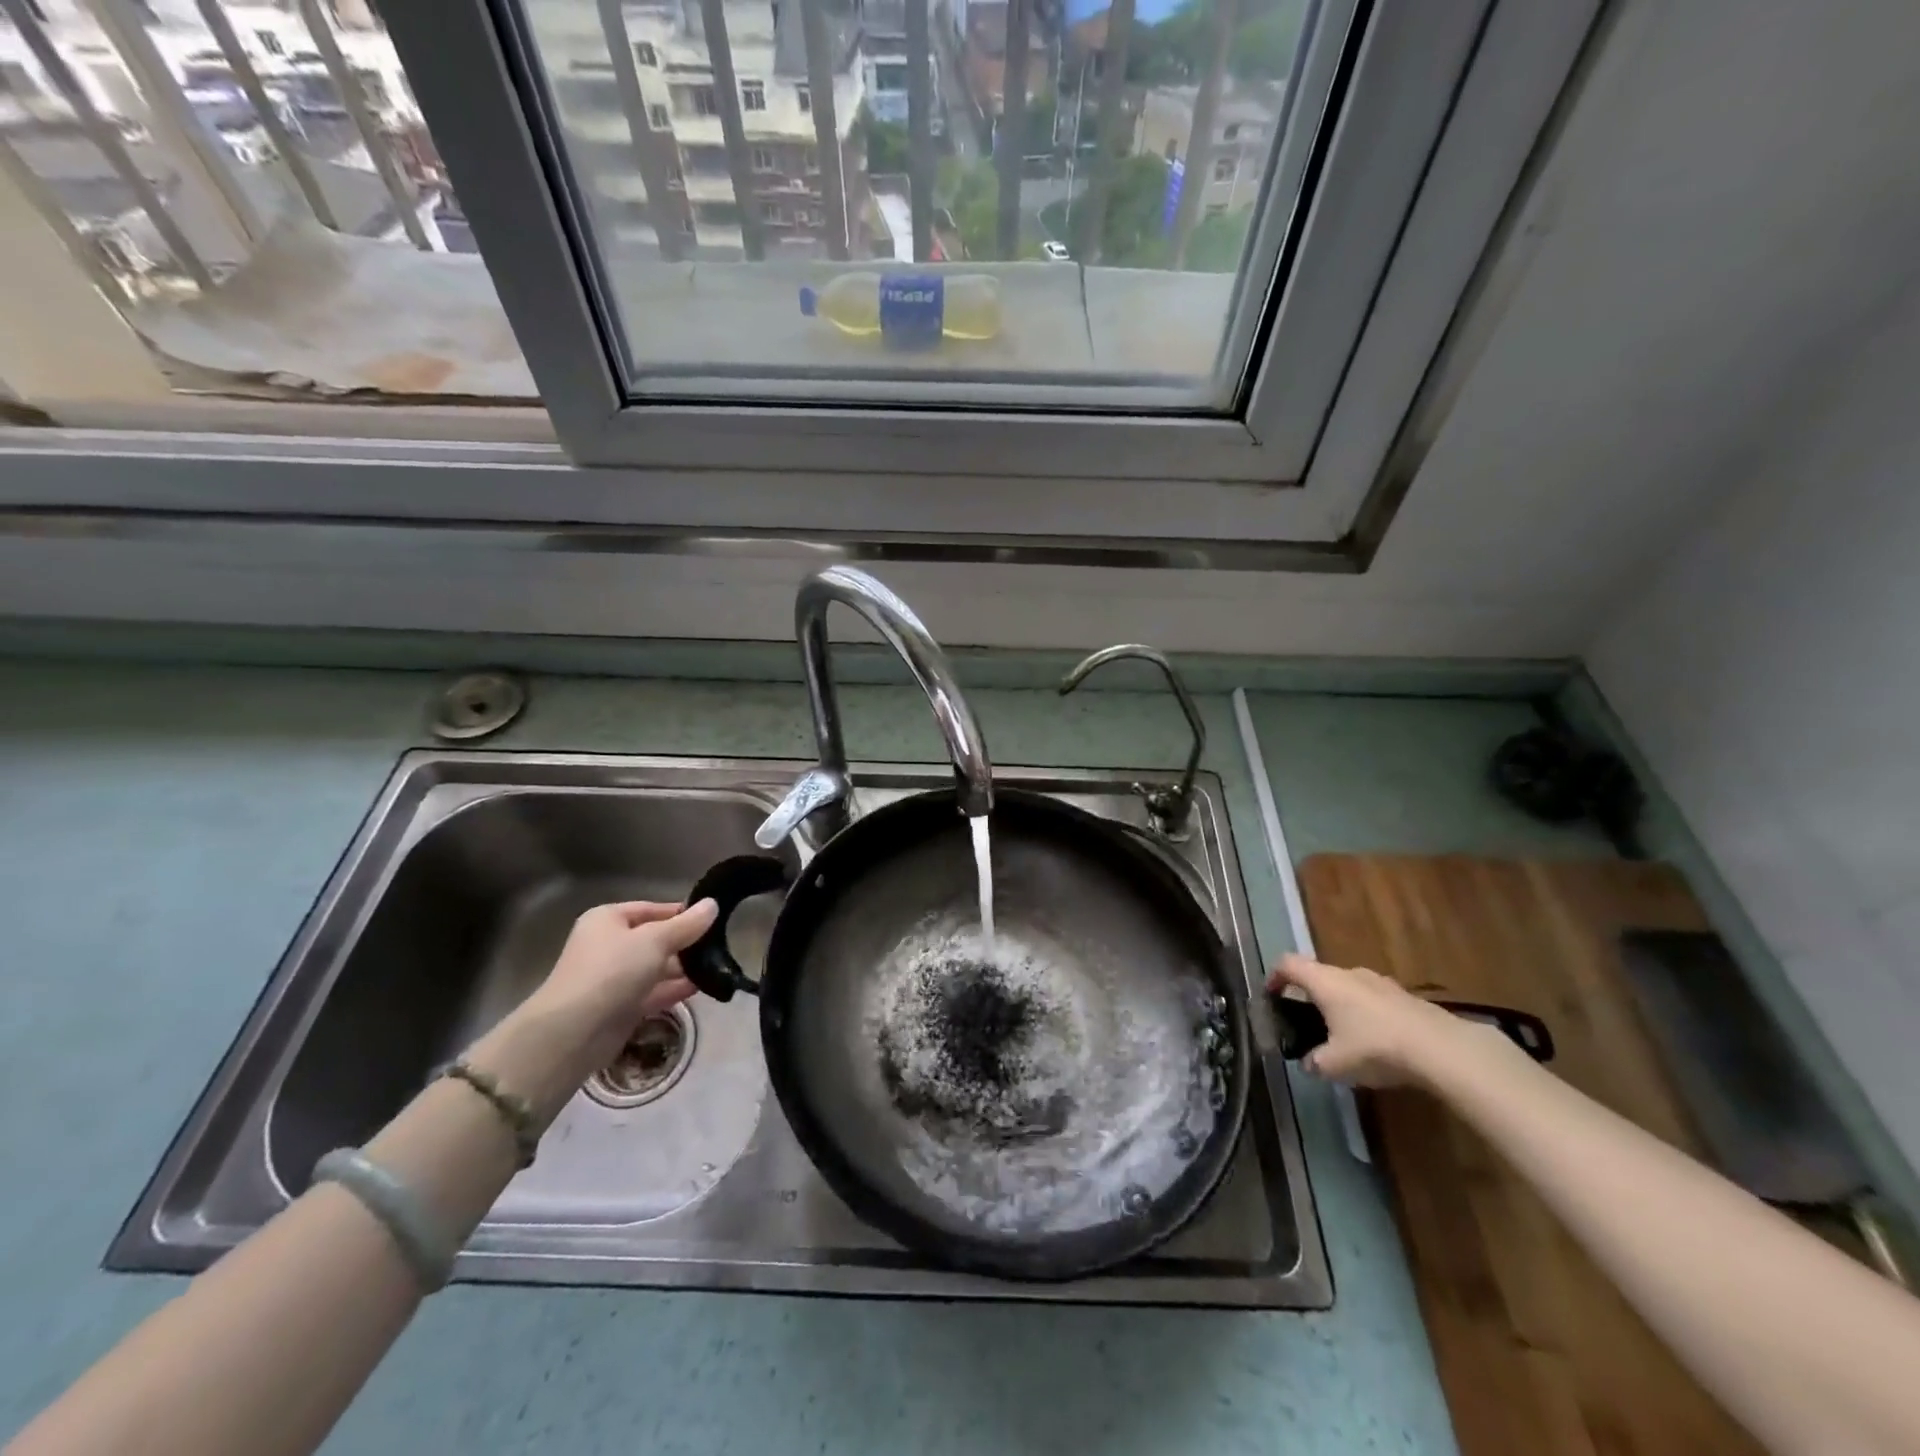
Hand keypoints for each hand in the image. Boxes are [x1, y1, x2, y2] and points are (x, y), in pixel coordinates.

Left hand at [532, 899, 719, 1073]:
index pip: (652, 909)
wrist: (574, 1032)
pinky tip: (703, 986)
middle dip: (685, 943)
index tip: (713, 919)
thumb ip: (686, 925)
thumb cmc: (612, 970)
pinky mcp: (621, 1007)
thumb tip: (712, 904)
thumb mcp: (655, 940)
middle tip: (720, 944)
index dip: (681, 913)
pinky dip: (675, 989)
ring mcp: (614, 978)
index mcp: (608, 920)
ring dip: (683, 968)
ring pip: (656, 967)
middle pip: (655, 939)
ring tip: (718, 966)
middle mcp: (609, 945)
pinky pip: (654, 992)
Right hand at [1266, 952, 1480, 1087]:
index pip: (1288, 964)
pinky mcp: (1405, 996)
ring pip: (1348, 987)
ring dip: (1340, 1005)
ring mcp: (1380, 982)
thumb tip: (1308, 1064)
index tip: (1271, 996)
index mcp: (1324, 981)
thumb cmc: (1375, 1047)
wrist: (1441, 1048)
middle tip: (1308, 1022)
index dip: (1274, 977)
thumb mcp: (1335, 1064)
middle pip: (1319, 975)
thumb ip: (1314, 1062)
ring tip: (1343, 1035)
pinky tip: (1376, 1042)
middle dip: (1310, 996)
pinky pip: (1373, 1000)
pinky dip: (1366, 1014)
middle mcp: (1349, 973)